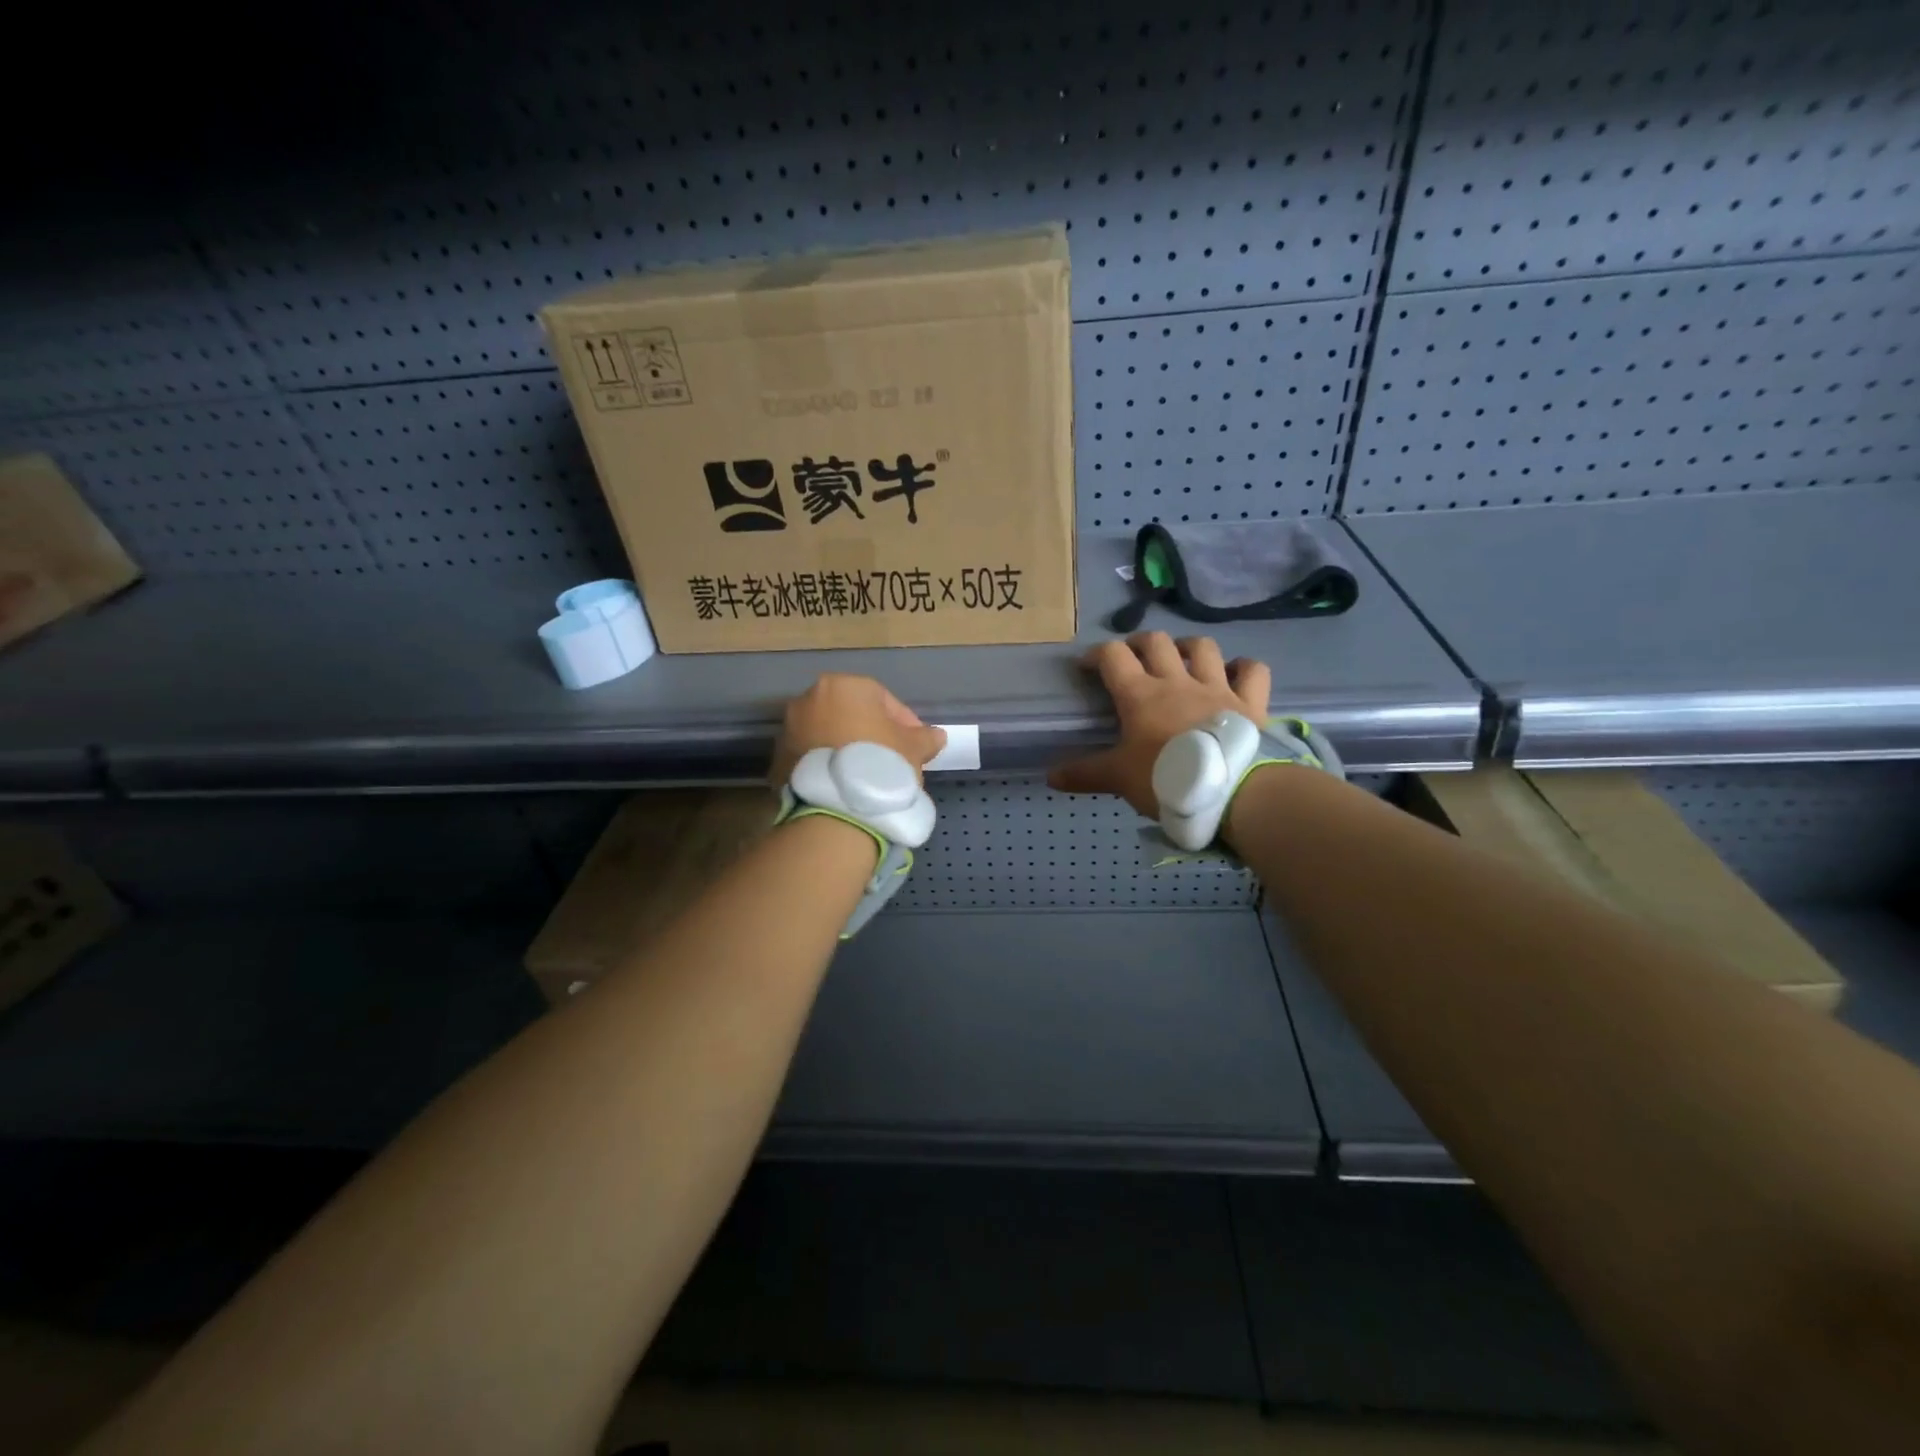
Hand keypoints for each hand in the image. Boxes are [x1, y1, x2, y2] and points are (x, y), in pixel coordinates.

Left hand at [770, 674, 947, 786]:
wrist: (834, 809)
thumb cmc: (879, 764)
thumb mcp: (913, 750)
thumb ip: (925, 738)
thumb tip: (935, 736)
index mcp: (843, 686)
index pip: (882, 699)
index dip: (903, 723)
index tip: (915, 747)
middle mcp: (809, 699)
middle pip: (850, 714)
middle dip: (870, 734)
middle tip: (890, 761)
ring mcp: (788, 729)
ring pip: (827, 735)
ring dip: (846, 750)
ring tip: (866, 779)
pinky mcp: (777, 760)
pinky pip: (810, 757)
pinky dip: (826, 767)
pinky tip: (843, 788)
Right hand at [1048, 633, 1271, 817]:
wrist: (1230, 790)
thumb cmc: (1166, 779)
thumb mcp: (1118, 778)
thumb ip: (1085, 774)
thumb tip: (1049, 777)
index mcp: (1140, 695)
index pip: (1113, 657)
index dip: (1096, 654)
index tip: (1087, 665)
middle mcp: (1177, 681)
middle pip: (1156, 642)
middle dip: (1140, 642)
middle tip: (1133, 656)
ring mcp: (1217, 687)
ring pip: (1203, 647)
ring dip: (1189, 646)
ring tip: (1182, 656)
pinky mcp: (1250, 702)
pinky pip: (1252, 671)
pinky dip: (1243, 667)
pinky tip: (1235, 673)